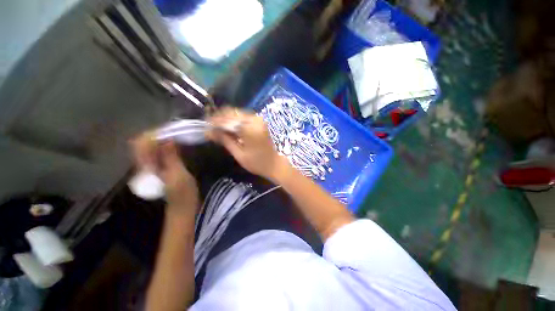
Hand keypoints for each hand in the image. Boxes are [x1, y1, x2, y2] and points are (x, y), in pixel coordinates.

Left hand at [131, 133, 198, 212]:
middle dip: (158, 134)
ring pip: (152, 146)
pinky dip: (166, 145)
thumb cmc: (183, 193)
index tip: (169, 129)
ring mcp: (152, 165)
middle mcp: (145, 164)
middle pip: (145, 143)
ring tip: (176, 134)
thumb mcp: (179, 174)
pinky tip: (176, 143)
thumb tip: (167, 138)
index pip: (141, 144)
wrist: (182, 206)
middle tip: (175, 130)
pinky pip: (159, 151)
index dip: (153, 134)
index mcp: (147, 167)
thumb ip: (171, 157)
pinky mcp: (160, 166)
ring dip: (163, 138)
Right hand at [207, 108, 291, 182]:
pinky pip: (243, 117)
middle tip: (209, 127)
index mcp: (250, 128)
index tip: (204, 125)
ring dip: (226, 119)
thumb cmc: (257, 163)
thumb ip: (225, 140)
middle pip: (232, 113)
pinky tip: (228, 127)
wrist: (274, 164)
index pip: (228, 120)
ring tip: (216, 127)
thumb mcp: (239, 154)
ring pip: (237, 113)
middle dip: (219, 119)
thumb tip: (208, 131)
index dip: (214, 121)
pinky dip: (234, 120)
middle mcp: (255, 120)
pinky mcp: (259, 122)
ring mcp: (258, 119)